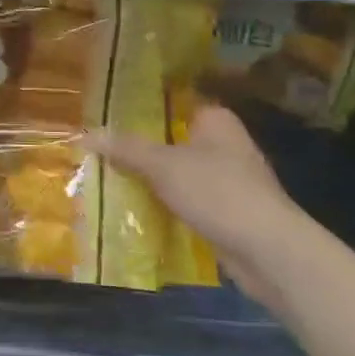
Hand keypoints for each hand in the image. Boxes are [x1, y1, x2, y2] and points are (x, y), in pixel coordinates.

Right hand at [91, 102, 318, 308]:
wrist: (269, 251)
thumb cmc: (218, 192)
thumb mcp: (163, 165)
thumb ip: (126, 149)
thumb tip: (86, 134)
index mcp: (215, 120)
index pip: (173, 104)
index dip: (142, 109)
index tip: (108, 117)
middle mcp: (225, 144)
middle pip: (173, 140)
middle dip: (142, 149)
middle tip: (101, 151)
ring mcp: (230, 180)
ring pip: (180, 174)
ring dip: (154, 181)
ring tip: (110, 180)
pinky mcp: (229, 213)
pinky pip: (189, 202)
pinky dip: (169, 206)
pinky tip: (140, 211)